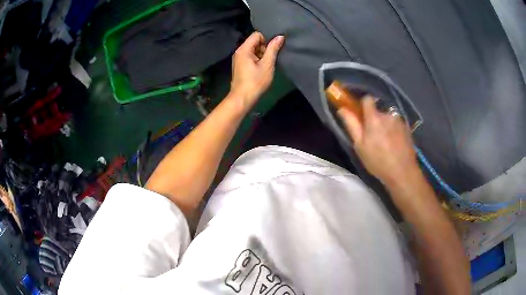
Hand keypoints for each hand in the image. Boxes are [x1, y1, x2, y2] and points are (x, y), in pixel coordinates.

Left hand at [230, 32, 284, 107]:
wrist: (243, 99)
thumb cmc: (255, 81)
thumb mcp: (267, 64)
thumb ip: (273, 49)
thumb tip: (280, 36)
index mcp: (244, 49)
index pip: (257, 35)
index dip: (267, 39)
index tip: (273, 49)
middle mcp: (239, 51)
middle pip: (255, 42)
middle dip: (265, 48)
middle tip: (270, 59)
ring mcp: (239, 59)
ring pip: (254, 50)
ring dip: (262, 55)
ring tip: (267, 65)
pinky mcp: (240, 65)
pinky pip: (251, 57)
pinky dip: (258, 60)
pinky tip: (262, 68)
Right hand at [338, 96, 419, 185]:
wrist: (403, 172)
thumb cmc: (378, 161)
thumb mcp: (360, 146)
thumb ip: (351, 124)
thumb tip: (342, 109)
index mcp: (374, 118)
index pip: (367, 99)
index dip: (363, 105)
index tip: (361, 116)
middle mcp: (388, 115)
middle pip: (378, 111)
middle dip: (374, 120)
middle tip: (372, 137)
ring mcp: (399, 121)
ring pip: (388, 118)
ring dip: (385, 126)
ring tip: (385, 143)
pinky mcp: (407, 128)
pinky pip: (396, 125)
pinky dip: (394, 131)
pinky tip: (394, 145)